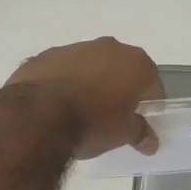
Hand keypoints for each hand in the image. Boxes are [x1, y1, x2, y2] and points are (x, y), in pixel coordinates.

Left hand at [4, 37, 163, 158]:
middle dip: (119, 87)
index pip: (152, 82)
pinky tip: (56, 104)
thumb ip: (140, 133)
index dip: (149, 102)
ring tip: (81, 110)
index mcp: (134, 62)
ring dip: (90, 81)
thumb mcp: (122, 134)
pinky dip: (64, 81)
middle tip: (112, 114)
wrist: (38, 115)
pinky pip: (63, 69)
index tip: (140, 119)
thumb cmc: (92, 123)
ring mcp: (75, 48)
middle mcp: (108, 47)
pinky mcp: (46, 55)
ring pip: (91, 65)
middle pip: (121, 68)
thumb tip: (150, 142)